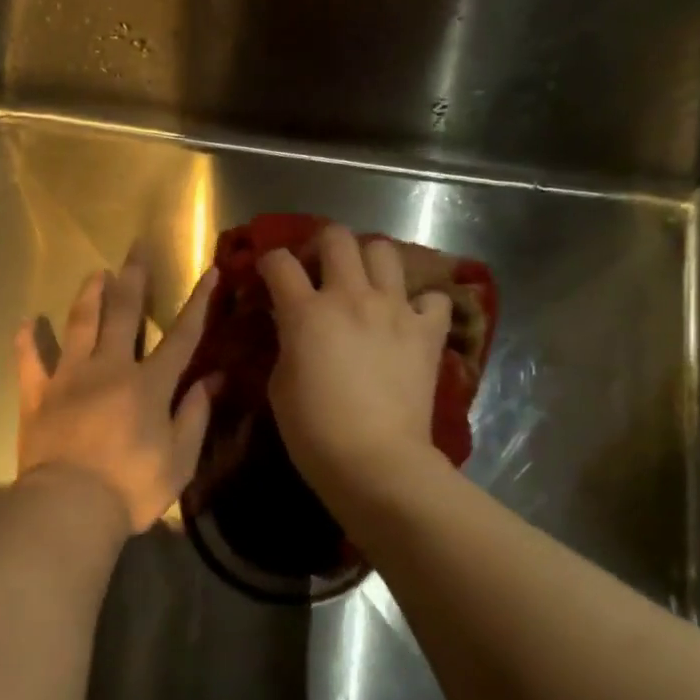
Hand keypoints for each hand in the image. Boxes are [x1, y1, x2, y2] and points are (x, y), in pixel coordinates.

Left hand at [15, 261, 218, 533]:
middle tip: (136, 250)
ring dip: (88, 296)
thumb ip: (195, 414)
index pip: (181, 336)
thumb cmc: (132, 487)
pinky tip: (26, 323)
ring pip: (79, 325)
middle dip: (133, 279)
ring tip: (95, 274)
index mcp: (148, 384)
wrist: (70, 506)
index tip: (211, 271)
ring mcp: (69, 378)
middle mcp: (109, 368)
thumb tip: (214, 378)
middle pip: (123, 314)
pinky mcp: (38, 396)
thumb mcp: (180, 459)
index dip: (199, 303)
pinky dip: (27, 342)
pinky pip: (30, 362)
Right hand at [260, 224, 452, 500]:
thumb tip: (292, 328)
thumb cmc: (313, 430)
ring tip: (363, 285)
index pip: (279, 262)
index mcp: (306, 311)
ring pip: (384, 251)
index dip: (268, 262)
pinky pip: (433, 298)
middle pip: (336, 238)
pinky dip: (421, 302)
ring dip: (369, 262)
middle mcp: (351, 297)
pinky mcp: (428, 331)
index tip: (267, 275)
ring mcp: (395, 310)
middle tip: (318, 271)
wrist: (374, 461)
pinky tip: (408, 318)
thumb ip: (285, 343)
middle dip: (321, 247)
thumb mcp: (279, 384)